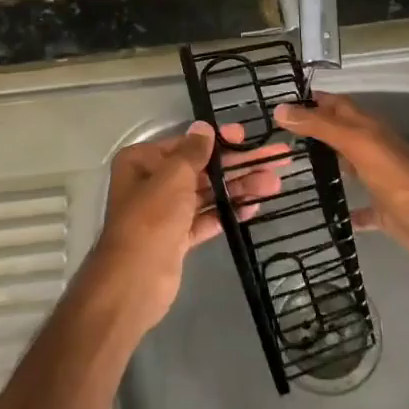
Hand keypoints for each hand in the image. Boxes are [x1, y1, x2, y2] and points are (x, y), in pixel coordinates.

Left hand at [89, 121, 283, 329]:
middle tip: (273, 160)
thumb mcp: (173, 176)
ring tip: (273, 184)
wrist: (135, 280)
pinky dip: (227, 212)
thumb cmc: (152, 217)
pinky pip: (206, 218)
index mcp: (142, 161)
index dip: (218, 140)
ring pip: (206, 194)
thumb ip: (193, 152)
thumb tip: (203, 128)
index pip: (186, 144)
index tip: (246, 137)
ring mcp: (165, 212)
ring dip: (238, 188)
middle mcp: (151, 183)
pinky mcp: (177, 238)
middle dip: (236, 166)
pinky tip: (254, 207)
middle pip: (200, 169)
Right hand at [274, 93, 408, 274]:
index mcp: (368, 128)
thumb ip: (320, 126)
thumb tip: (281, 109)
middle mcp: (373, 149)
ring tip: (293, 169)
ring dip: (328, 164)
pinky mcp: (384, 211)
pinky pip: (362, 208)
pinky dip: (347, 210)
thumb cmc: (396, 177)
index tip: (281, 103)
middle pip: (341, 133)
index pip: (336, 105)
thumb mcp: (356, 143)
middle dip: (314, 130)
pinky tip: (328, 215)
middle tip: (279, 136)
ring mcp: (380, 180)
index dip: (312, 100)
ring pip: (350, 166)